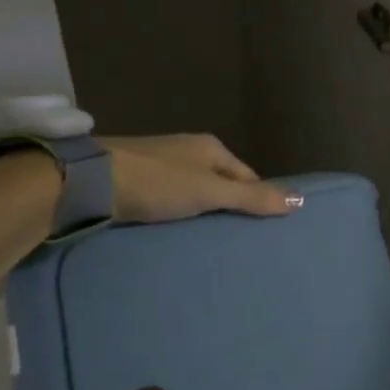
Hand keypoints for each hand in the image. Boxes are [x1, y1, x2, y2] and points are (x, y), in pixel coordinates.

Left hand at [97, 134, 298, 223]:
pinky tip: (173, 230)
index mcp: (211, 146)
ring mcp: (160, 162)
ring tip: (208, 242)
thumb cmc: (157, 183)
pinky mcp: (136, 178)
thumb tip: (299, 200)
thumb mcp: (209, 192)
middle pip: (221, 181)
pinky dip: (177, 212)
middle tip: (237, 242)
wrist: (89, 181)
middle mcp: (188, 149)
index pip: (247, 175)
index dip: (256, 200)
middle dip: (229, 207)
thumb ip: (251, 198)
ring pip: (194, 190)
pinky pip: (169, 197)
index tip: (260, 230)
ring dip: (201, 211)